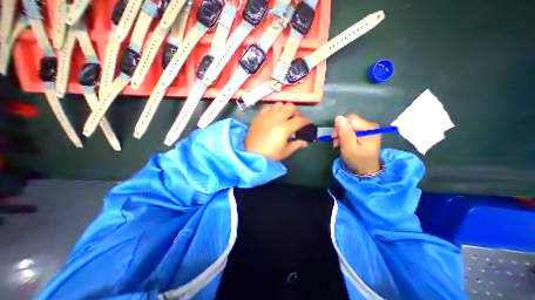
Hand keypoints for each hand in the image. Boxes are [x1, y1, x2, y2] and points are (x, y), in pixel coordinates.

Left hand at [245, 102, 311, 160]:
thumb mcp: (286, 151)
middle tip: (294, 120)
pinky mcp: (259, 116)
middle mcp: (276, 118)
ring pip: (279, 104)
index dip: (306, 121)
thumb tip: (305, 141)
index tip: (308, 124)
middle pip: (290, 106)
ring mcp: (266, 115)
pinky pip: (268, 107)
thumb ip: (297, 144)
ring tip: (283, 117)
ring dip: (284, 109)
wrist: (252, 154)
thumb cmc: (270, 155)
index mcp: (285, 128)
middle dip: (295, 112)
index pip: (300, 120)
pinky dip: (273, 110)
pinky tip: (273, 117)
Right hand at [333, 115, 382, 175]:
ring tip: (338, 144)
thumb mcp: (348, 147)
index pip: (349, 119)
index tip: (335, 138)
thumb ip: (344, 132)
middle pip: (349, 121)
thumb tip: (338, 117)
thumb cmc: (357, 159)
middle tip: (336, 142)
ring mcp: (368, 129)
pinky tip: (343, 143)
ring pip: (349, 125)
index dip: (339, 127)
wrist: (366, 170)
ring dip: (341, 134)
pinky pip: (351, 129)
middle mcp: (370, 125)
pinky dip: (345, 135)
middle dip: (340, 131)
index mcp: (368, 128)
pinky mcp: (365, 132)